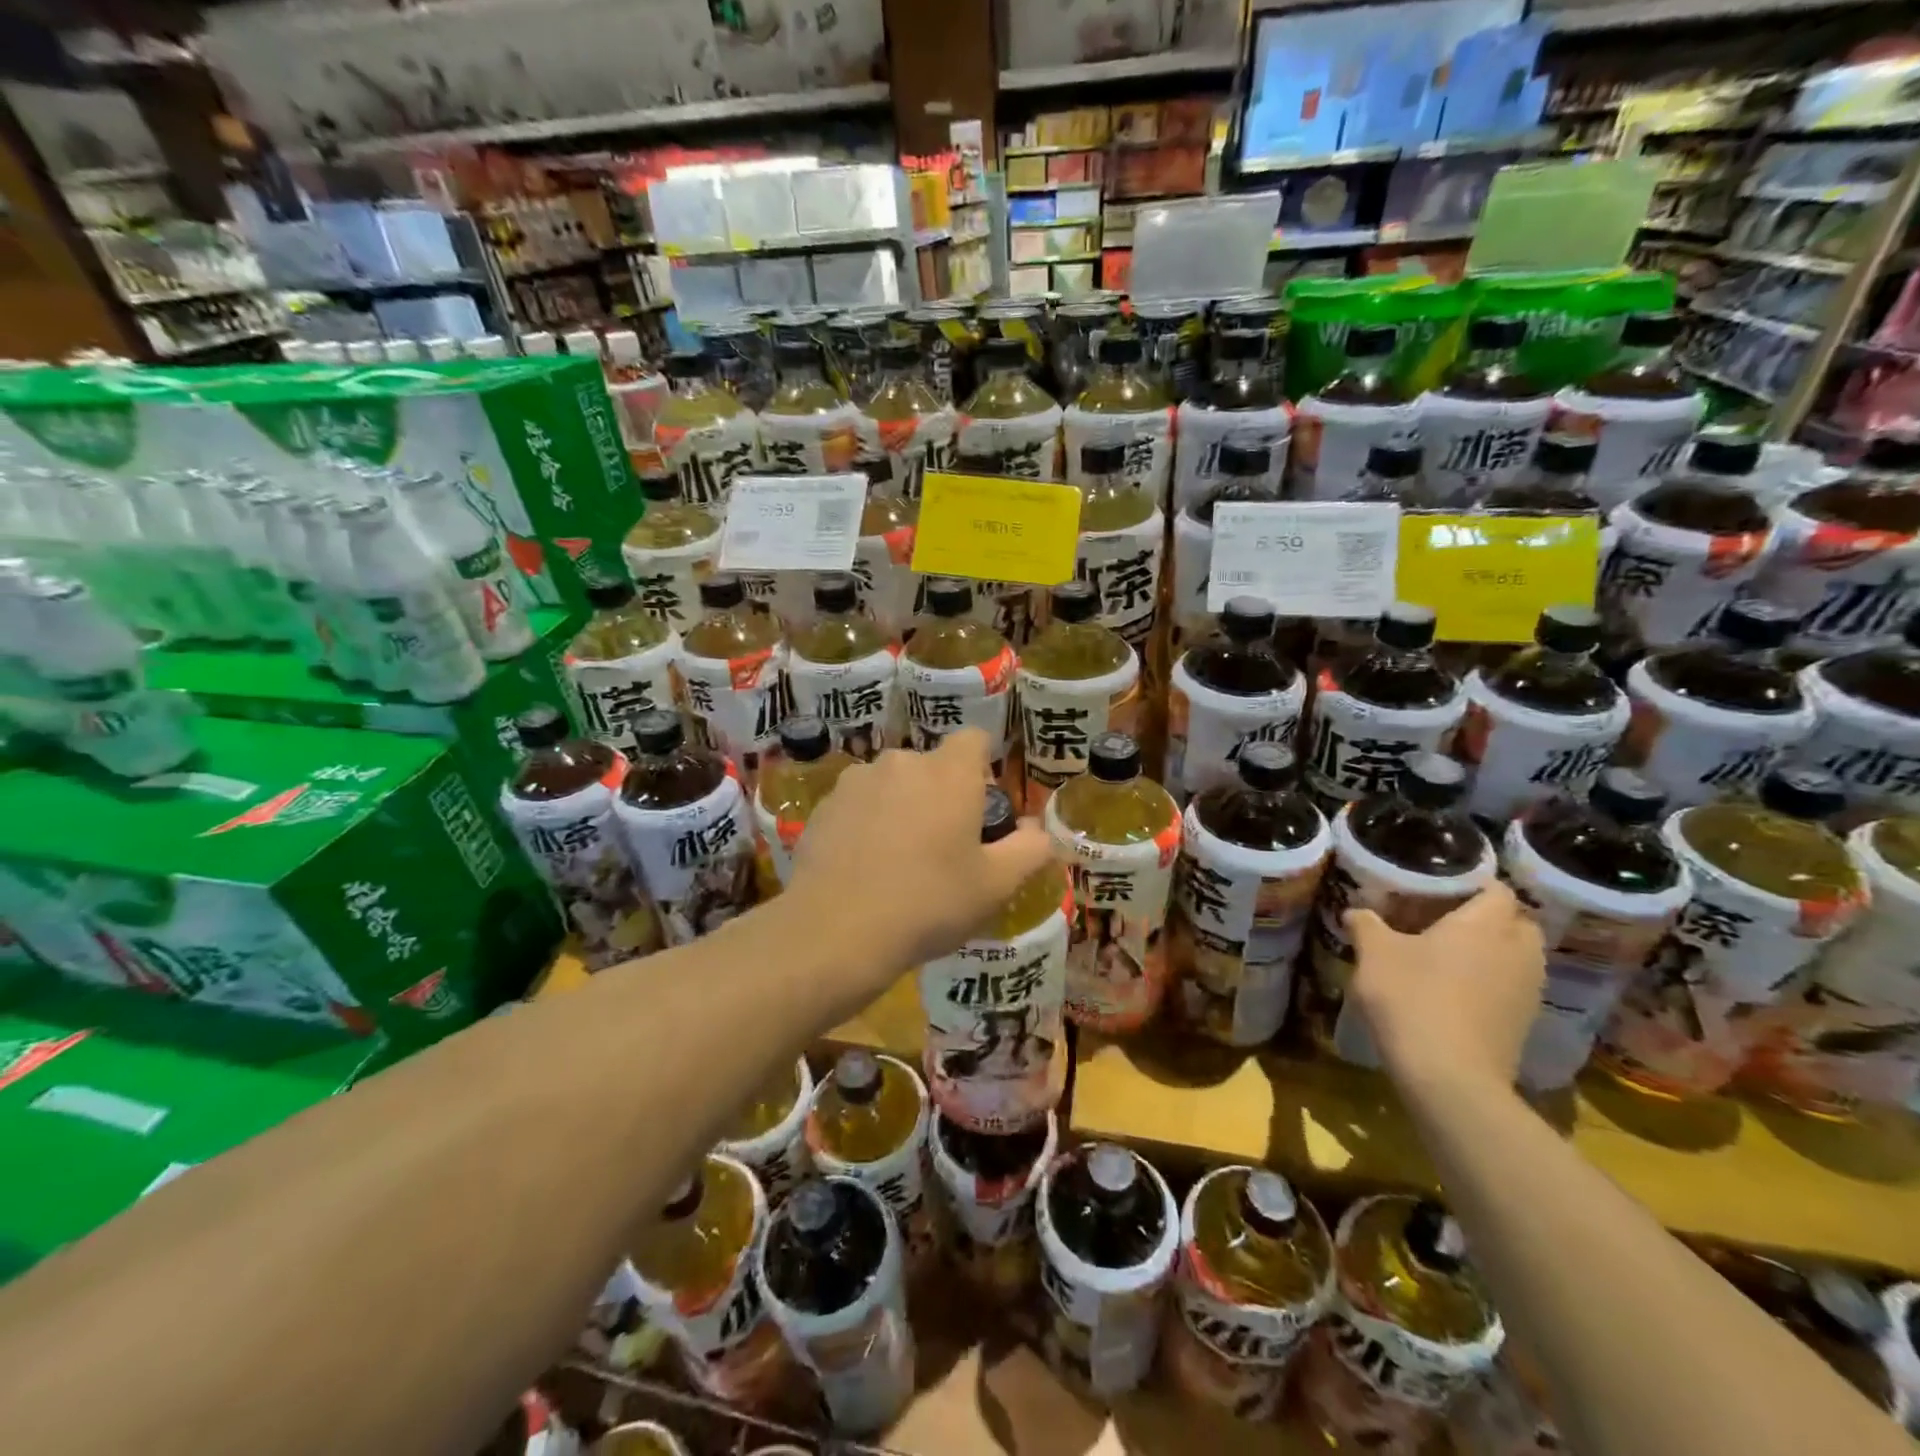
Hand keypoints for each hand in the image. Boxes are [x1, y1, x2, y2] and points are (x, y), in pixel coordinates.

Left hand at [786, 728, 1055, 989]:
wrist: (835, 931)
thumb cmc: (929, 903)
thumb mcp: (996, 885)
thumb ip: (1029, 849)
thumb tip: (1037, 830)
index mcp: (948, 773)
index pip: (974, 739)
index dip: (983, 768)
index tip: (981, 809)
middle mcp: (901, 762)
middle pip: (931, 766)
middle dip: (941, 795)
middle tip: (944, 846)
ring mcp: (856, 781)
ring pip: (892, 784)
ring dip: (902, 807)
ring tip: (898, 860)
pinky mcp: (823, 805)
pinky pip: (858, 804)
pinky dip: (866, 824)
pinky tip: (863, 867)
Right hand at [1346, 881, 1544, 1096]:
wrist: (1450, 1077)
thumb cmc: (1412, 998)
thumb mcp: (1374, 954)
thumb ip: (1366, 925)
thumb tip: (1355, 911)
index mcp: (1486, 923)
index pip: (1498, 889)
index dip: (1472, 883)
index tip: (1440, 887)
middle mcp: (1518, 950)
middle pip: (1517, 922)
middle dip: (1489, 918)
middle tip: (1446, 920)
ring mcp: (1528, 989)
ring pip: (1518, 956)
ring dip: (1493, 952)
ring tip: (1449, 956)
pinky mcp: (1524, 1022)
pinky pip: (1512, 986)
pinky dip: (1492, 982)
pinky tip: (1456, 991)